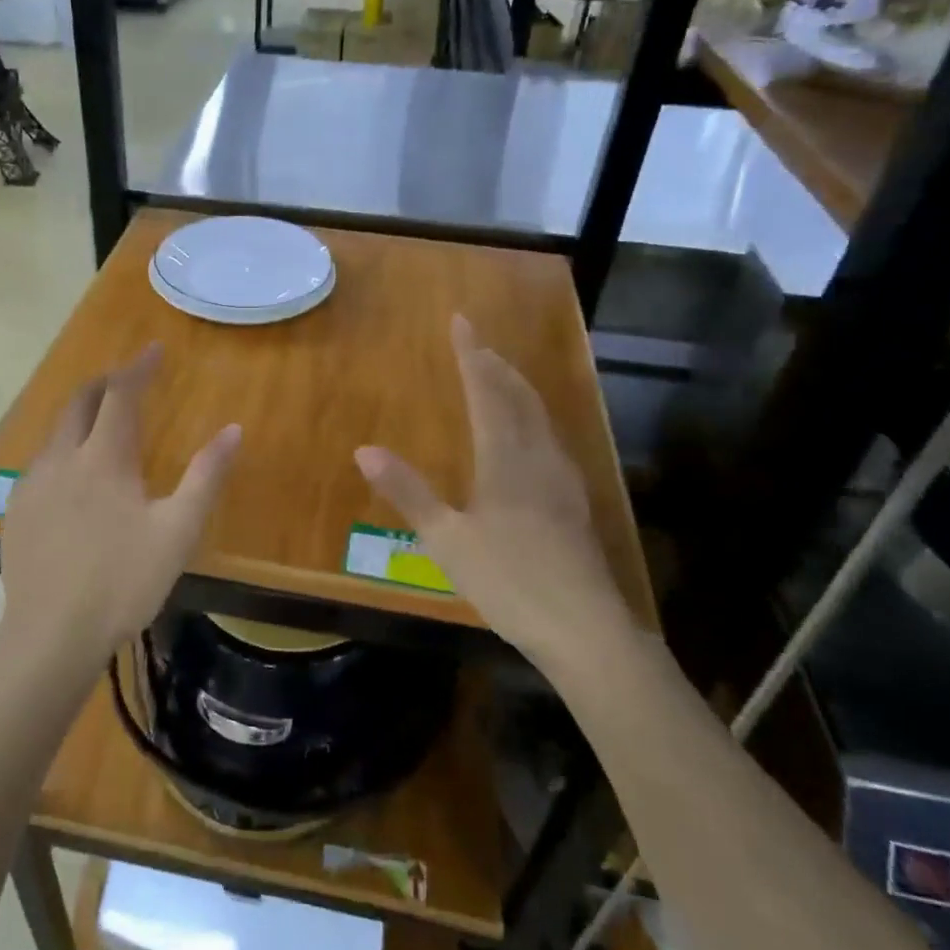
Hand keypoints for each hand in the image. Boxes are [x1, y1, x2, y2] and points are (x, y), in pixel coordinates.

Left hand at [0, 345, 240, 674]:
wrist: (51, 636)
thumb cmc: (123, 581)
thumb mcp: (178, 531)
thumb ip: (206, 477)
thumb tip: (234, 430)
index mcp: (103, 458)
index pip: (121, 394)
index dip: (139, 367)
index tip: (155, 349)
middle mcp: (62, 459)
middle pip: (80, 402)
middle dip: (105, 382)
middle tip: (129, 379)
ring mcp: (33, 485)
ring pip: (57, 431)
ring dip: (82, 415)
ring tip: (104, 423)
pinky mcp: (17, 511)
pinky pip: (42, 462)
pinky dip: (64, 449)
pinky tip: (74, 477)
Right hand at [354, 316, 629, 661]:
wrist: (585, 629)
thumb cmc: (510, 580)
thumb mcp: (447, 539)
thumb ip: (408, 492)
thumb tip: (364, 449)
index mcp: (505, 459)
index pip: (486, 392)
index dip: (471, 355)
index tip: (461, 321)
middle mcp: (538, 457)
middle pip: (520, 397)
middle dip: (497, 366)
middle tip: (479, 344)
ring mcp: (562, 480)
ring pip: (541, 418)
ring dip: (519, 390)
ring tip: (502, 378)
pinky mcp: (574, 504)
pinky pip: (551, 441)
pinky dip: (534, 420)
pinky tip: (533, 439)